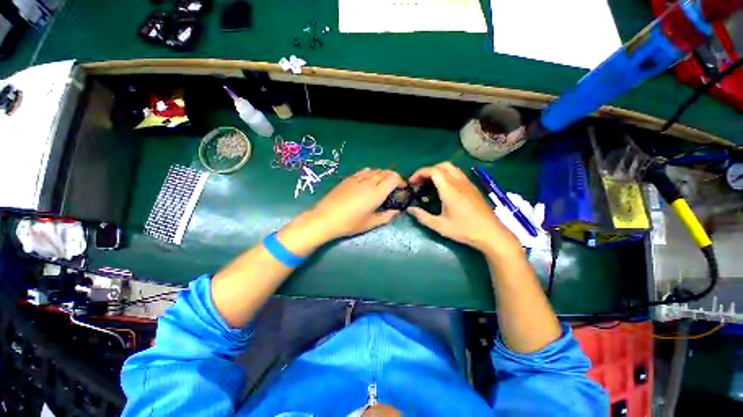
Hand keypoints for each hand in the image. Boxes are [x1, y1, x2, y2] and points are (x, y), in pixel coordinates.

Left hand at [278, 168, 405, 254]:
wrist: (325, 218)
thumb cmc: (350, 223)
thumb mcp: (370, 223)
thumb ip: (386, 216)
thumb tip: (396, 211)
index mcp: (376, 193)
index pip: (393, 178)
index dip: (401, 181)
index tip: (402, 188)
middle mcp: (369, 182)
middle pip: (386, 172)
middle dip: (393, 177)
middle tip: (394, 187)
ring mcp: (357, 178)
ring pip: (375, 170)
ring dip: (382, 175)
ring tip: (382, 184)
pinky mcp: (348, 178)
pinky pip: (364, 171)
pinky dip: (371, 173)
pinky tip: (368, 181)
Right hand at [407, 162, 521, 257]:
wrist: (491, 233)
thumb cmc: (465, 230)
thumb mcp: (440, 226)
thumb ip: (423, 216)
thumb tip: (410, 209)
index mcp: (450, 189)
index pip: (433, 171)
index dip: (419, 173)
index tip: (412, 183)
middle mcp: (459, 182)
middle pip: (442, 165)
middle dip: (428, 171)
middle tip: (420, 183)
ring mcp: (468, 183)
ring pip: (451, 168)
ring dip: (438, 171)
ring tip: (430, 184)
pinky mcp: (473, 187)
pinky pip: (457, 174)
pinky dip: (446, 175)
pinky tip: (443, 189)